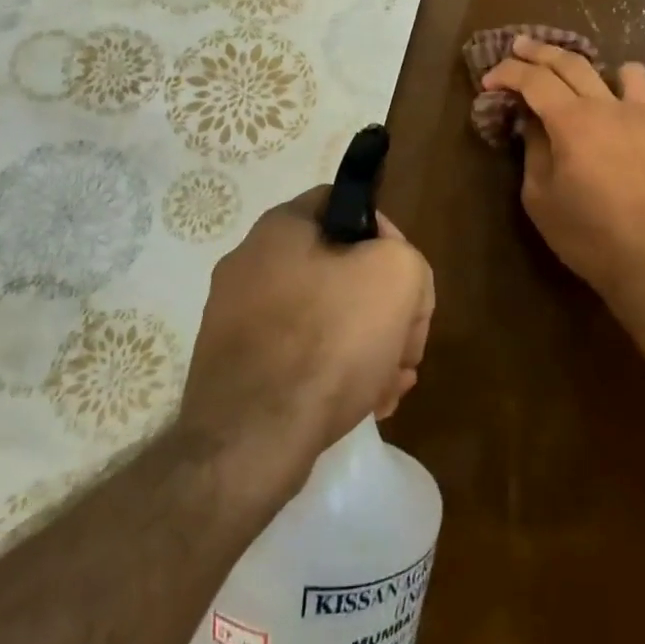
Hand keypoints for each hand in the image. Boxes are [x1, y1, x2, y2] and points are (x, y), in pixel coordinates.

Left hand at [180, 189, 434, 478]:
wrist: (251, 439)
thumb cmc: (328, 340)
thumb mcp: (397, 276)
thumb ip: (408, 260)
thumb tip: (392, 281)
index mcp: (280, 228)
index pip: (345, 204)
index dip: (387, 235)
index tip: (406, 279)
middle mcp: (250, 264)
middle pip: (340, 270)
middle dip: (384, 308)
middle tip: (406, 346)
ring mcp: (237, 319)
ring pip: (323, 319)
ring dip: (367, 346)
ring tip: (392, 386)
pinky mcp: (236, 368)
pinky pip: (298, 357)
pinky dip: (335, 373)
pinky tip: (366, 404)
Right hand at [482, 36, 644, 303]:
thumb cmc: (587, 235)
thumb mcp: (540, 197)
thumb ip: (533, 150)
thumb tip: (532, 123)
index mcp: (571, 121)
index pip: (533, 80)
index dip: (507, 73)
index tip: (488, 81)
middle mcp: (606, 106)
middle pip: (569, 62)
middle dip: (538, 51)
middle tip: (517, 47)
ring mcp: (639, 114)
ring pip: (613, 67)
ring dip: (585, 62)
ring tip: (569, 68)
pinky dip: (625, 84)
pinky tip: (614, 98)